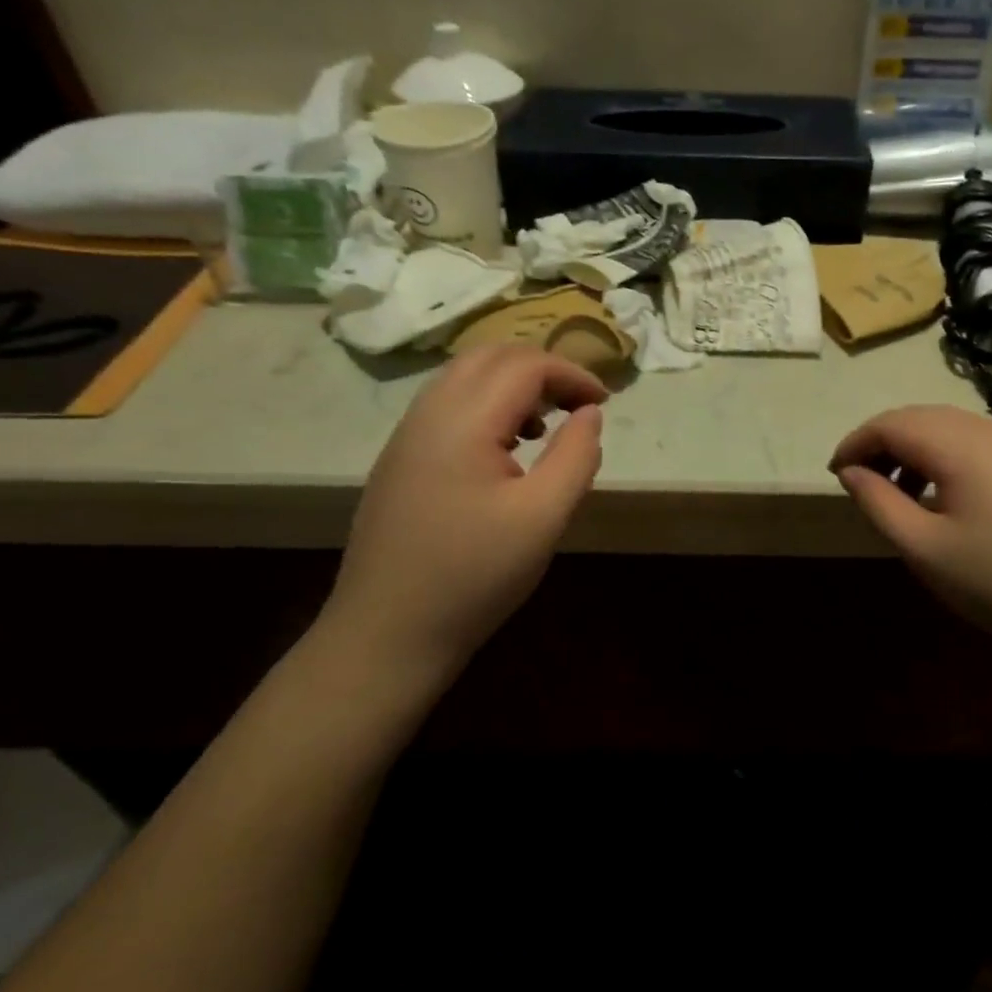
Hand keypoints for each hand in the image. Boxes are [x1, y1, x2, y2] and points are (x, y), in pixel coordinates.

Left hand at [321, 345, 606, 672]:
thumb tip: (590, 414)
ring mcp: (406, 436)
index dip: (572, 374)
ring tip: (546, 424)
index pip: (525, 365)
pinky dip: (487, 405)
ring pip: (464, 377)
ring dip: (513, 384)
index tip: (604, 404)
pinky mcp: (400, 461)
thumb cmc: (474, 576)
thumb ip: (575, 457)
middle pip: (490, 357)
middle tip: (578, 405)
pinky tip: (506, 451)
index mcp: (462, 421)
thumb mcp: (543, 518)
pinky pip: (447, 406)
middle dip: (542, 368)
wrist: (387, 633)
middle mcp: (428, 414)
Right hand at [830, 405, 991, 666]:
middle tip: (864, 483)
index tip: (835, 474)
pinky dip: (953, 460)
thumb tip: (852, 472)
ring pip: (956, 430)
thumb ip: (880, 504)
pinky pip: (985, 446)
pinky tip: (956, 500)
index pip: (890, 423)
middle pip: (923, 418)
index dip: (855, 443)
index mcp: (959, 444)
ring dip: (919, 451)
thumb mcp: (927, 551)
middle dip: (884, 443)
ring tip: (906, 495)